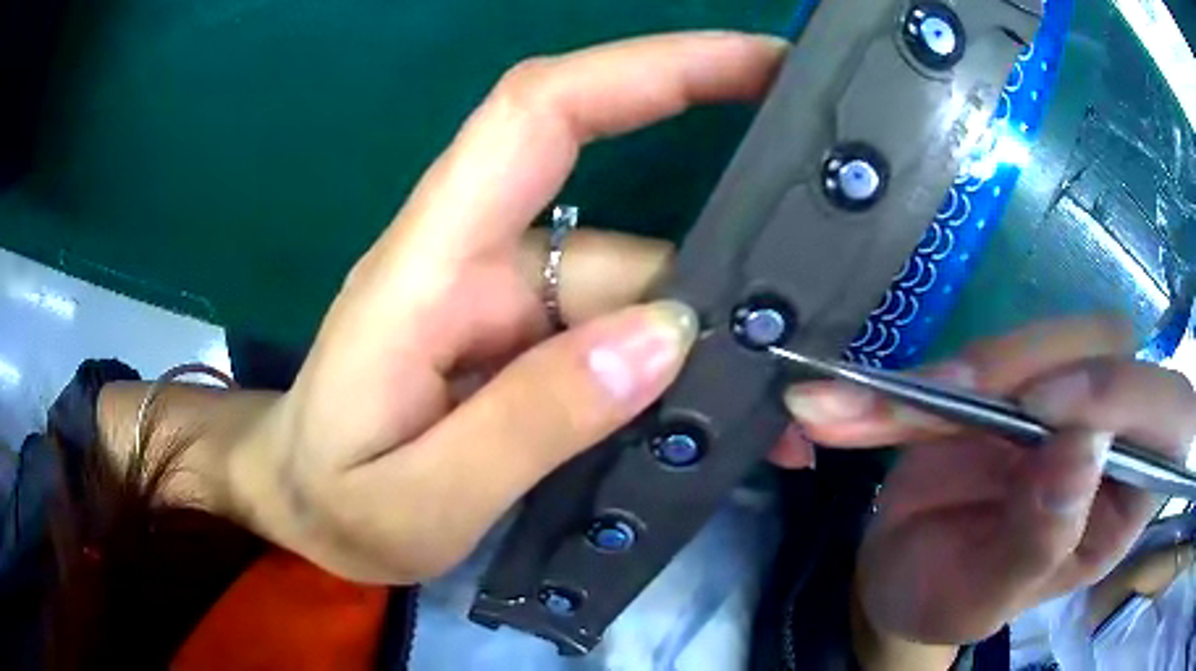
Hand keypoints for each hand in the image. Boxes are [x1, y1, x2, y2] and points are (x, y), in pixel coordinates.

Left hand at [226, 32, 786, 583]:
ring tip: (786, 421)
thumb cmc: (332, 502)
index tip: (760, 65)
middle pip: (631, 236)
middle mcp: (478, 262)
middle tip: (822, 326)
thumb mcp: (418, 496)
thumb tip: (664, 336)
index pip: (544, 112)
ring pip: (641, 300)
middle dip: (732, 273)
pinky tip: (722, 425)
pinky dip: (678, 378)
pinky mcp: (524, 346)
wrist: (298, 505)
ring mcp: (508, 306)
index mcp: (430, 266)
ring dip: (714, 353)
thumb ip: (530, 422)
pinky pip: (622, 343)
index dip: (652, 68)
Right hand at [784, 317, 1195, 646]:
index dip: (1124, 393)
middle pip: (1107, 347)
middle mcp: (1110, 435)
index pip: (1170, 416)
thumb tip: (1082, 447)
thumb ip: (1040, 540)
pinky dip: (920, 375)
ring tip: (892, 408)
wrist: (898, 578)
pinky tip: (856, 403)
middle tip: (952, 397)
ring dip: (969, 367)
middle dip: (1032, 365)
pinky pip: (980, 353)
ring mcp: (1060, 398)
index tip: (1043, 411)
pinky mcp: (1008, 380)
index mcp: (1128, 500)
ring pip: (1043, 337)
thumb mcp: (986, 600)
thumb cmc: (948, 604)